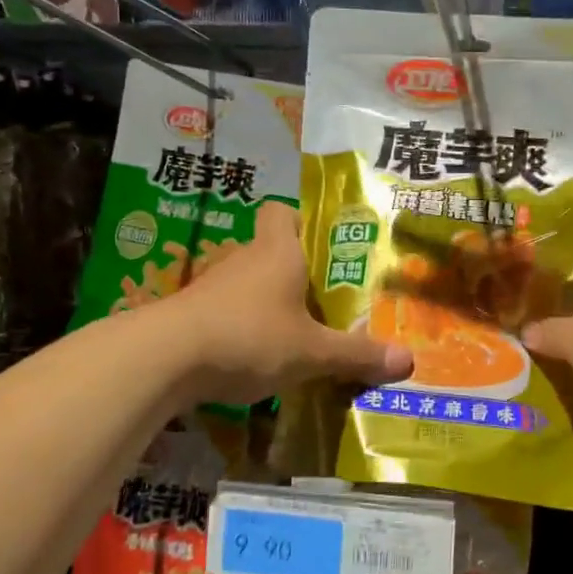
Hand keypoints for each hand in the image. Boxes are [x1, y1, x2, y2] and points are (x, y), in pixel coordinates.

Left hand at [165, 200, 413, 405]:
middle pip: (269, 250)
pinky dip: (238, 326)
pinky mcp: (190, 314)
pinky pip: (224, 311)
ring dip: (265, 302)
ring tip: (292, 334)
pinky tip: (252, 357)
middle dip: (293, 272)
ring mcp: (211, 286)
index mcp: (277, 252)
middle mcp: (244, 259)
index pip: (281, 212)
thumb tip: (408, 361)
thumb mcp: (311, 352)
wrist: (164, 358)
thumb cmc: (250, 336)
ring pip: (245, 283)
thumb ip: (357, 355)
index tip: (321, 248)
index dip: (300, 222)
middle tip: (322, 301)